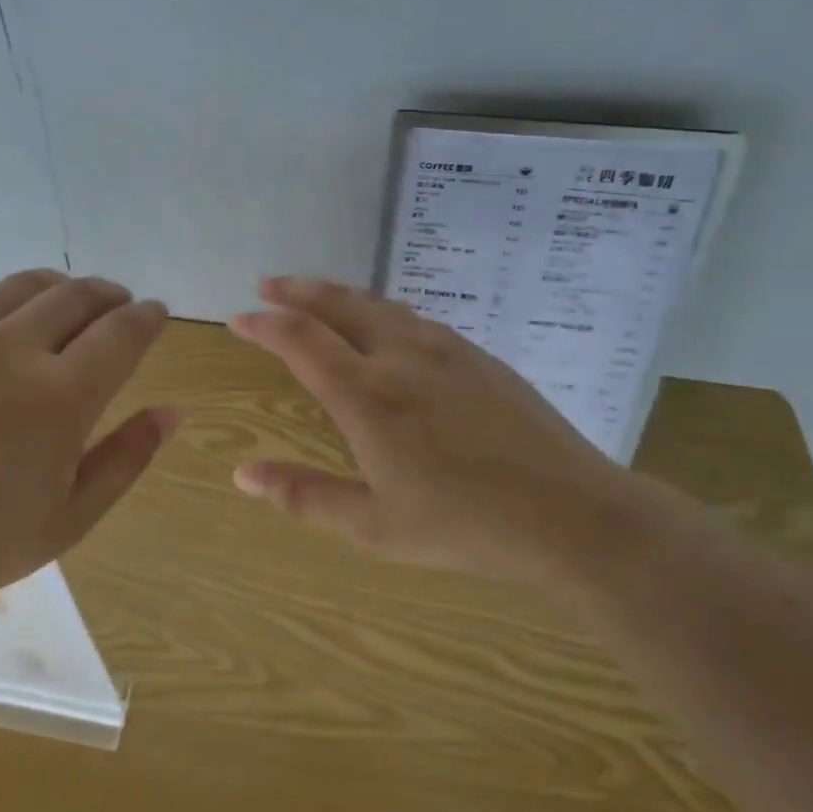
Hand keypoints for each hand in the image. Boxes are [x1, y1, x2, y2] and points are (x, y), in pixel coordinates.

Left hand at [0, 269, 177, 618]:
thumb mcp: (70, 518)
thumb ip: (127, 457)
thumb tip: (172, 411)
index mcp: (60, 396)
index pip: (122, 333)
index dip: (148, 318)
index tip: (157, 314)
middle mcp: (12, 350)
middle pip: (77, 296)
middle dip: (111, 294)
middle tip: (121, 304)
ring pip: (25, 286)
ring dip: (62, 288)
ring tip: (71, 302)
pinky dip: (8, 300)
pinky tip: (8, 321)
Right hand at [228, 276, 665, 590]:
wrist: (573, 514)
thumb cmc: (466, 526)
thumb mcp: (375, 527)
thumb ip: (305, 496)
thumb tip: (243, 474)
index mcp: (368, 397)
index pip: (302, 342)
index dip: (265, 325)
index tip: (239, 318)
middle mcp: (401, 358)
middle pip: (339, 306)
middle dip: (298, 291)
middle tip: (268, 285)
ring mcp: (446, 351)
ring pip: (380, 305)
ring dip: (340, 295)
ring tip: (316, 294)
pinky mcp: (479, 357)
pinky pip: (416, 318)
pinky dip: (381, 309)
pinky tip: (385, 323)